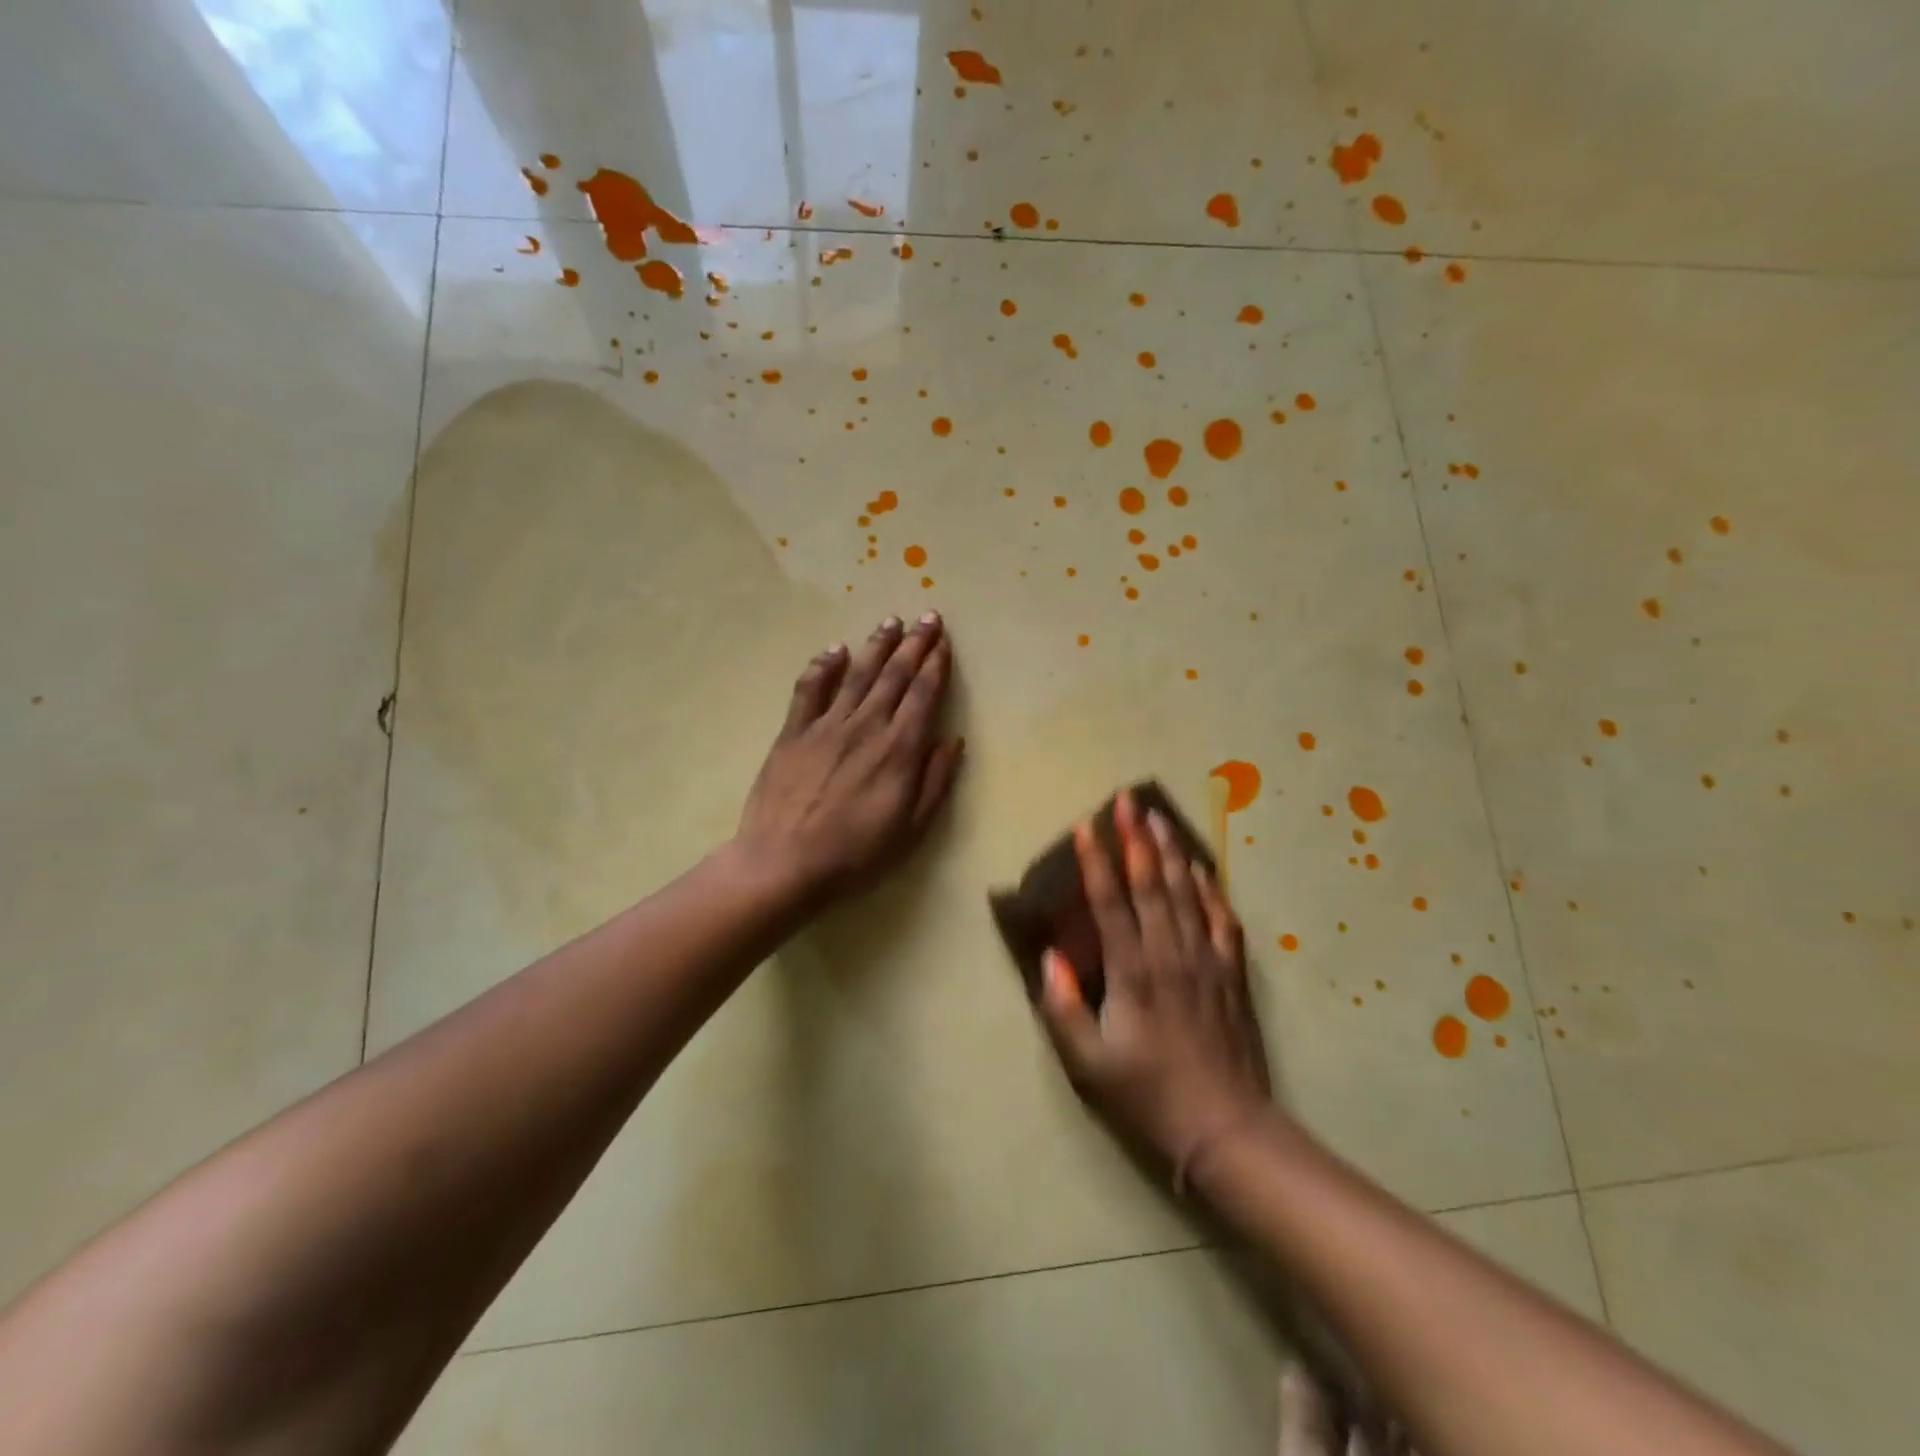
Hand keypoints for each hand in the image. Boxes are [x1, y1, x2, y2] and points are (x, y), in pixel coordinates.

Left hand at [734, 612, 962, 905]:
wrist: (784, 862)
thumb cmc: (856, 853)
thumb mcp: (911, 828)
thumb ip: (936, 781)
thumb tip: (953, 740)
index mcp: (899, 750)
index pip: (924, 695)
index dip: (936, 665)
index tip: (944, 642)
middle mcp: (867, 726)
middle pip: (895, 675)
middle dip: (915, 644)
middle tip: (928, 617)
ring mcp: (827, 725)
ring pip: (858, 674)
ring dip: (877, 645)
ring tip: (892, 621)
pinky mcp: (794, 732)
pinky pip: (810, 689)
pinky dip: (823, 665)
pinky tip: (836, 649)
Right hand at [1037, 789, 1273, 1168]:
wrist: (1226, 1128)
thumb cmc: (1148, 1094)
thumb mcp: (1088, 1064)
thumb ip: (1063, 1007)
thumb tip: (1050, 956)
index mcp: (1133, 972)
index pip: (1110, 903)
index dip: (1096, 862)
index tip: (1084, 826)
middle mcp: (1170, 954)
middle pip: (1152, 884)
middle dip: (1136, 838)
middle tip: (1127, 800)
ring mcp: (1206, 961)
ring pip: (1187, 893)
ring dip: (1171, 852)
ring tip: (1159, 817)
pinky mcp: (1232, 974)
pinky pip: (1221, 919)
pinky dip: (1211, 889)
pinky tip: (1202, 868)